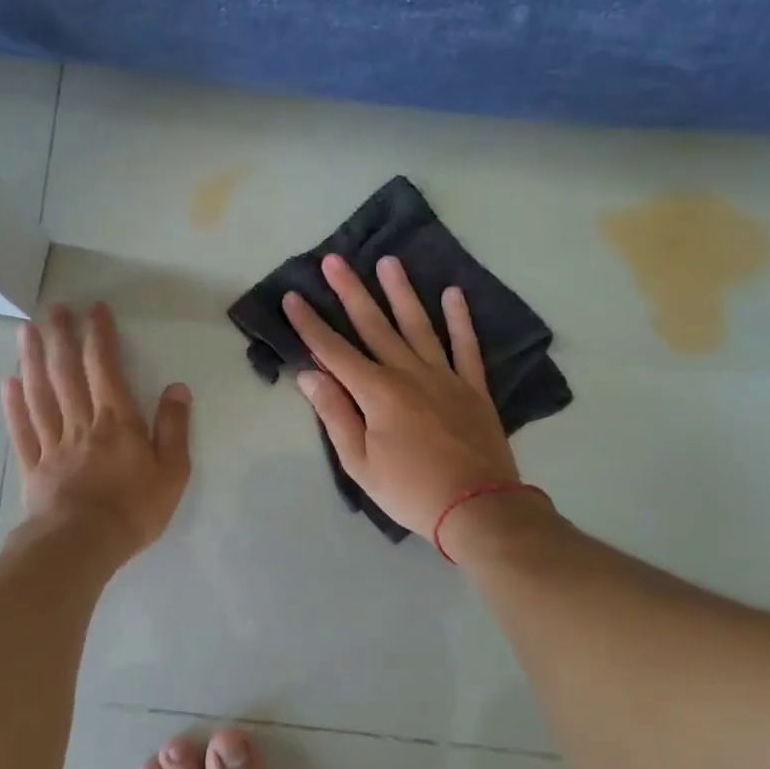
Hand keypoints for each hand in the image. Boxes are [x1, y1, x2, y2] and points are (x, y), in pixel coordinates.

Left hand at [2, 303, 192, 559]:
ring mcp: (52, 443)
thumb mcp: (172, 470)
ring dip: (33, 359)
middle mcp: (81, 423)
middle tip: (54, 308)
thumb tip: (177, 387)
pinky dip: (13, 404)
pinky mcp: (33, 466)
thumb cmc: (134, 509)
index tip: (94, 309)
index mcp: (116, 420)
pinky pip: (21, 429)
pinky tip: (7, 382)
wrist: (83, 545)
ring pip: (40, 393)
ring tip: (26, 330)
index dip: (99, 336)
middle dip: (61, 337)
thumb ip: (173, 427)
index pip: (105, 367)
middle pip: (67, 372)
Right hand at [284, 254, 518, 537]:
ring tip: (388, 262)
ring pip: (419, 325)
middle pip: (374, 326)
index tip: (292, 297)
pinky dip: (460, 320)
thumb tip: (310, 375)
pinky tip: (453, 294)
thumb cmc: (409, 490)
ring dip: (401, 292)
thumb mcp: (360, 463)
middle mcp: (409, 373)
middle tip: (334, 260)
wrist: (477, 507)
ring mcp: (445, 376)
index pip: (334, 351)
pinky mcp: (473, 387)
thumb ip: (336, 414)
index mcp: (377, 392)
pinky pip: (466, 346)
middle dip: (350, 292)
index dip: (310, 324)